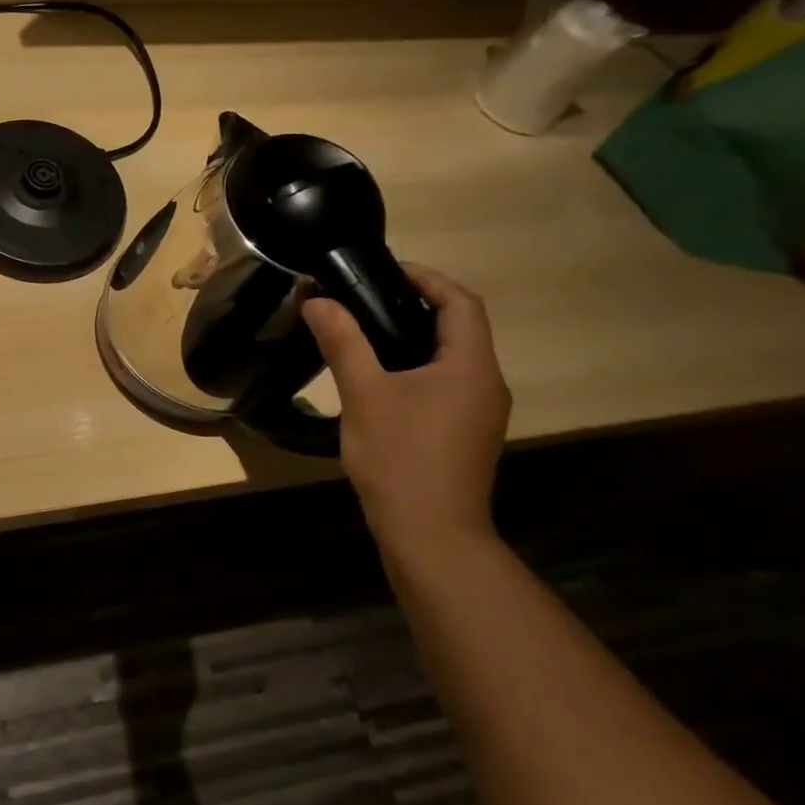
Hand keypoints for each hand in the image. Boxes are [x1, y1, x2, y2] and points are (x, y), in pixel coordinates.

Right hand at [301, 265, 509, 550]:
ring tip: (362, 331)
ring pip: (449, 357)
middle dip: (413, 305)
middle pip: (458, 327)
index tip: (381, 270)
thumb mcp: (364, 394)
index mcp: (470, 366)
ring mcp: (479, 412)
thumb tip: (318, 300)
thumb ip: (343, 342)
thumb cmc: (400, 457)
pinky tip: (378, 378)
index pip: (460, 302)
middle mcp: (486, 383)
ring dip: (412, 337)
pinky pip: (444, 383)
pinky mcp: (465, 433)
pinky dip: (414, 366)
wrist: (430, 533)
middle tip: (361, 298)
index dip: (426, 278)